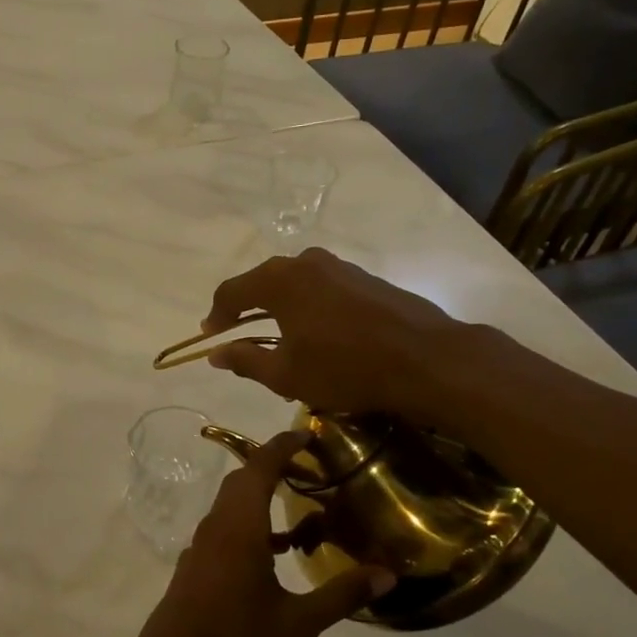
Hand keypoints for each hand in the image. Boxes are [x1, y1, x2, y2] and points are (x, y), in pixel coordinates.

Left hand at [127, 430, 395, 636]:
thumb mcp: (298, 622)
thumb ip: (341, 595)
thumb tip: (387, 574)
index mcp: (239, 527)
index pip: (259, 468)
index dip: (281, 446)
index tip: (306, 433)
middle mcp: (217, 526)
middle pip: (242, 480)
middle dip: (272, 466)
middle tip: (308, 468)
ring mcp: (202, 545)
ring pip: (231, 504)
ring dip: (260, 496)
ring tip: (298, 509)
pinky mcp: (196, 564)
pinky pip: (224, 527)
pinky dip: (249, 523)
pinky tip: (274, 552)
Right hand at [202, 247, 457, 416]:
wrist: (426, 358)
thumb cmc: (345, 367)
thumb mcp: (286, 374)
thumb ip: (245, 360)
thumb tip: (216, 353)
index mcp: (278, 280)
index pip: (231, 291)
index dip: (216, 315)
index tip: (210, 336)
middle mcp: (305, 262)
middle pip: (262, 282)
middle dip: (247, 308)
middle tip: (238, 334)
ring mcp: (338, 266)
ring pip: (294, 283)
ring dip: (279, 306)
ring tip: (277, 335)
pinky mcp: (364, 277)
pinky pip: (321, 288)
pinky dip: (308, 306)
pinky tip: (316, 331)